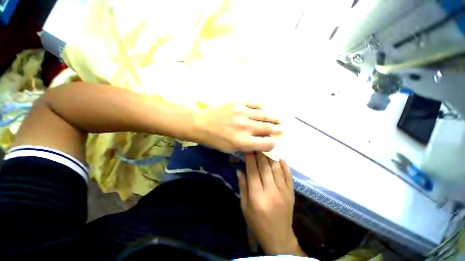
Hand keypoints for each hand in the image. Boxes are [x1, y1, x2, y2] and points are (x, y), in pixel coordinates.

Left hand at [195, 103, 281, 151]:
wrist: (201, 123)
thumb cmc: (215, 139)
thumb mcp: (231, 149)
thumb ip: (247, 147)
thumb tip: (260, 142)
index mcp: (243, 142)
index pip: (267, 143)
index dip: (273, 143)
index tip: (274, 141)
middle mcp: (245, 127)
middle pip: (268, 128)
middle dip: (277, 129)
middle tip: (281, 129)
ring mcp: (242, 113)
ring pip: (265, 115)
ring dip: (274, 118)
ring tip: (279, 120)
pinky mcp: (238, 103)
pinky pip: (255, 104)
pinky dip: (260, 108)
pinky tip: (262, 110)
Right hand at [237, 152, 304, 255]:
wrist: (279, 237)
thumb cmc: (257, 223)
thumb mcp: (245, 207)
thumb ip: (242, 187)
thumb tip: (239, 170)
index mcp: (257, 196)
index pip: (253, 171)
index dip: (250, 158)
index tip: (248, 149)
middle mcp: (271, 191)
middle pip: (265, 167)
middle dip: (260, 154)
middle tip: (257, 145)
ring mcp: (283, 191)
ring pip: (277, 168)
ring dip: (271, 156)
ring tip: (267, 147)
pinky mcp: (291, 192)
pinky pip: (288, 175)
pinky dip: (284, 165)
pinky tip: (281, 157)